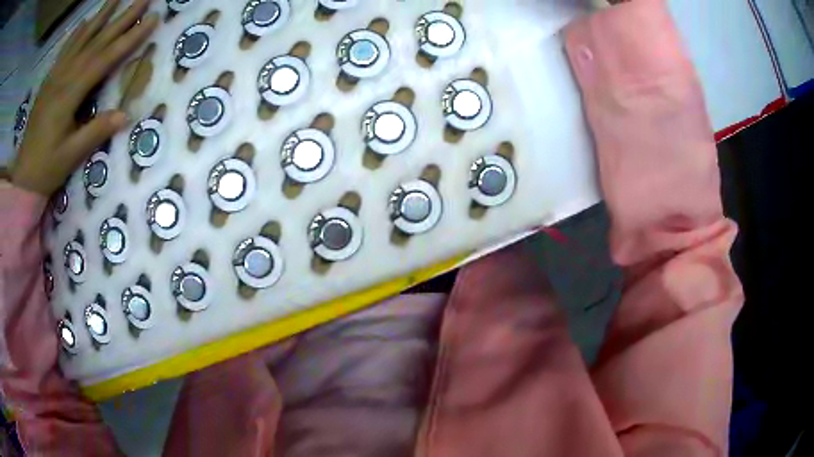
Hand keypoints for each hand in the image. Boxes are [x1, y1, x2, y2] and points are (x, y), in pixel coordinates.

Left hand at [11, 0, 157, 196]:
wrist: (22, 178)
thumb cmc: (46, 169)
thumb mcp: (70, 156)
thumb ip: (95, 132)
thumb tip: (125, 114)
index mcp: (69, 94)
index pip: (104, 59)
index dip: (129, 38)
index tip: (152, 19)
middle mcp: (63, 77)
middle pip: (96, 41)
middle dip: (121, 18)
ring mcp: (54, 77)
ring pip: (80, 40)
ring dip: (100, 17)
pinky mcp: (48, 82)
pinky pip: (64, 51)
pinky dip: (76, 34)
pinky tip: (84, 22)